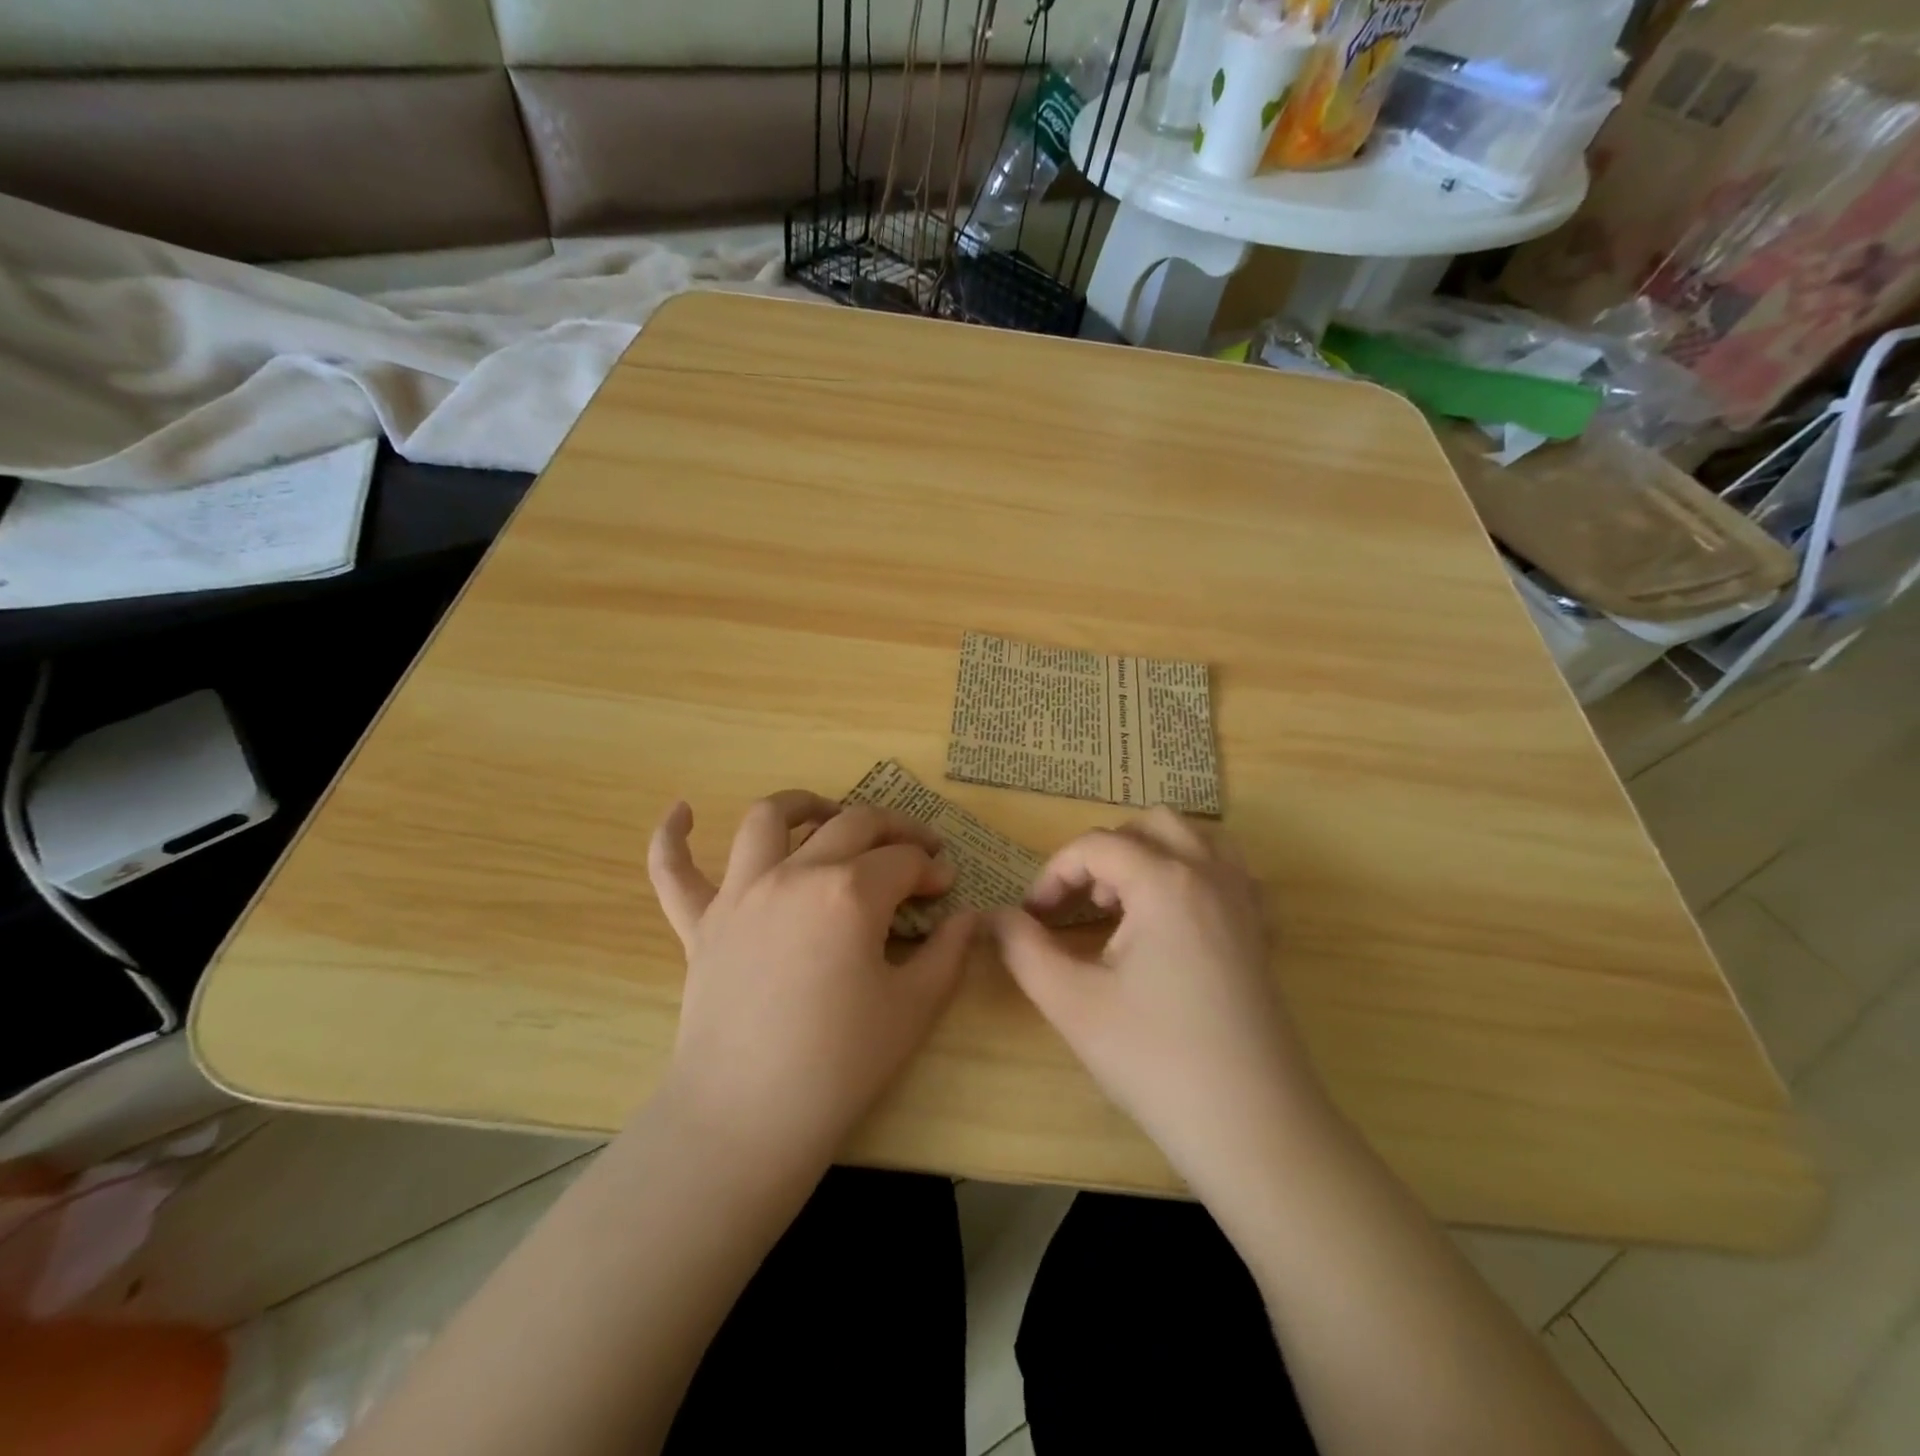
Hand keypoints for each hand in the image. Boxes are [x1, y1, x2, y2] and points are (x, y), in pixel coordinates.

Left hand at [647, 792, 976, 1178]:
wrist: (748, 1119)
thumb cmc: (840, 1065)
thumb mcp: (914, 1008)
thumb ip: (948, 952)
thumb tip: (966, 917)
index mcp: (850, 893)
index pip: (903, 861)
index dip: (932, 868)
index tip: (946, 887)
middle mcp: (794, 874)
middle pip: (851, 824)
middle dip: (893, 828)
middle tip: (914, 848)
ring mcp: (740, 893)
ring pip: (767, 820)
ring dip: (802, 805)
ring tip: (825, 812)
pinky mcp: (700, 923)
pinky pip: (674, 871)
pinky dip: (672, 838)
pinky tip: (681, 811)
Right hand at [990, 807, 1328, 1197]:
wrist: (1253, 1128)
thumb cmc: (1155, 1059)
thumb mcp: (1071, 1003)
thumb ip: (1023, 949)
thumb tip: (995, 918)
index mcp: (1165, 881)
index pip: (1096, 845)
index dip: (1054, 874)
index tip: (1033, 917)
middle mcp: (1210, 875)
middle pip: (1150, 824)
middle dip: (1106, 852)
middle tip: (1082, 905)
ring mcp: (1245, 901)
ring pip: (1197, 838)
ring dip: (1153, 854)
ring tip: (1127, 904)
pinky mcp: (1262, 932)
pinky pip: (1231, 872)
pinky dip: (1196, 874)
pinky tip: (1176, 919)